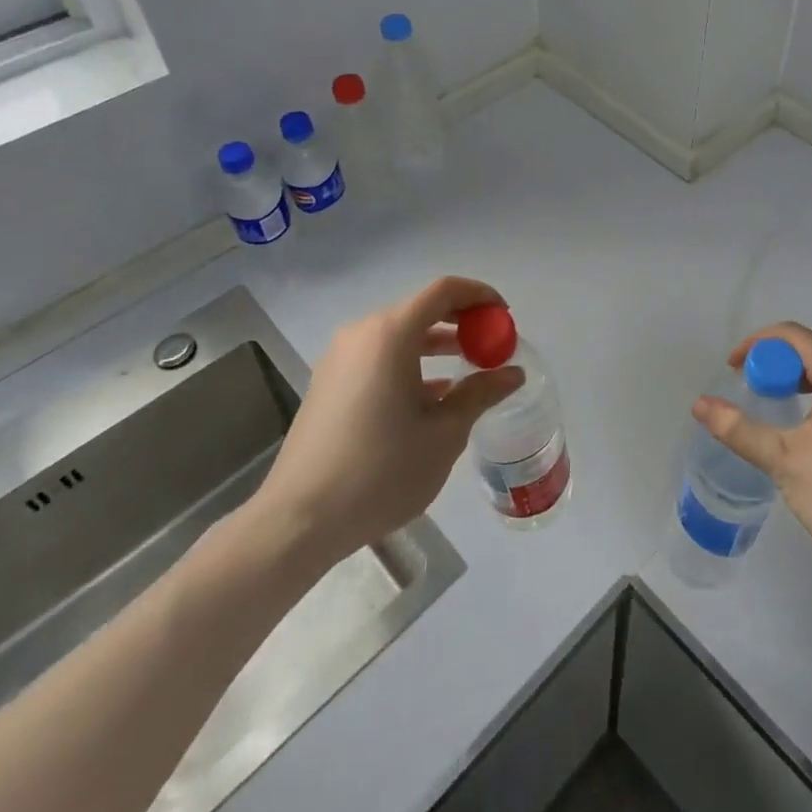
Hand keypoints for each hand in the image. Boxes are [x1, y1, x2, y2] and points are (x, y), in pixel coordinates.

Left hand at [248, 276, 524, 571]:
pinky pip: (379, 357)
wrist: (298, 521)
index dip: (480, 295)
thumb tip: (512, 373)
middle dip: (461, 322)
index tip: (505, 317)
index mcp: (391, 334)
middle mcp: (362, 334)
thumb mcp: (444, 434)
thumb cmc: (380, 472)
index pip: (444, 291)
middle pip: (421, 310)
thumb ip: (480, 394)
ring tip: (468, 370)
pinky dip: (410, 364)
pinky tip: (431, 396)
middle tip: (491, 345)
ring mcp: (340, 358)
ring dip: (436, 345)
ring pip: (399, 335)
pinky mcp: (328, 383)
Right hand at [693, 321, 811, 584]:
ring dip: (798, 377)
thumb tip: (700, 405)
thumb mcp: (784, 462)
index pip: (793, 335)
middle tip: (749, 388)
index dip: (756, 344)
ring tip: (774, 404)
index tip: (732, 369)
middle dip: (775, 361)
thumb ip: (739, 429)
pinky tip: (810, 426)